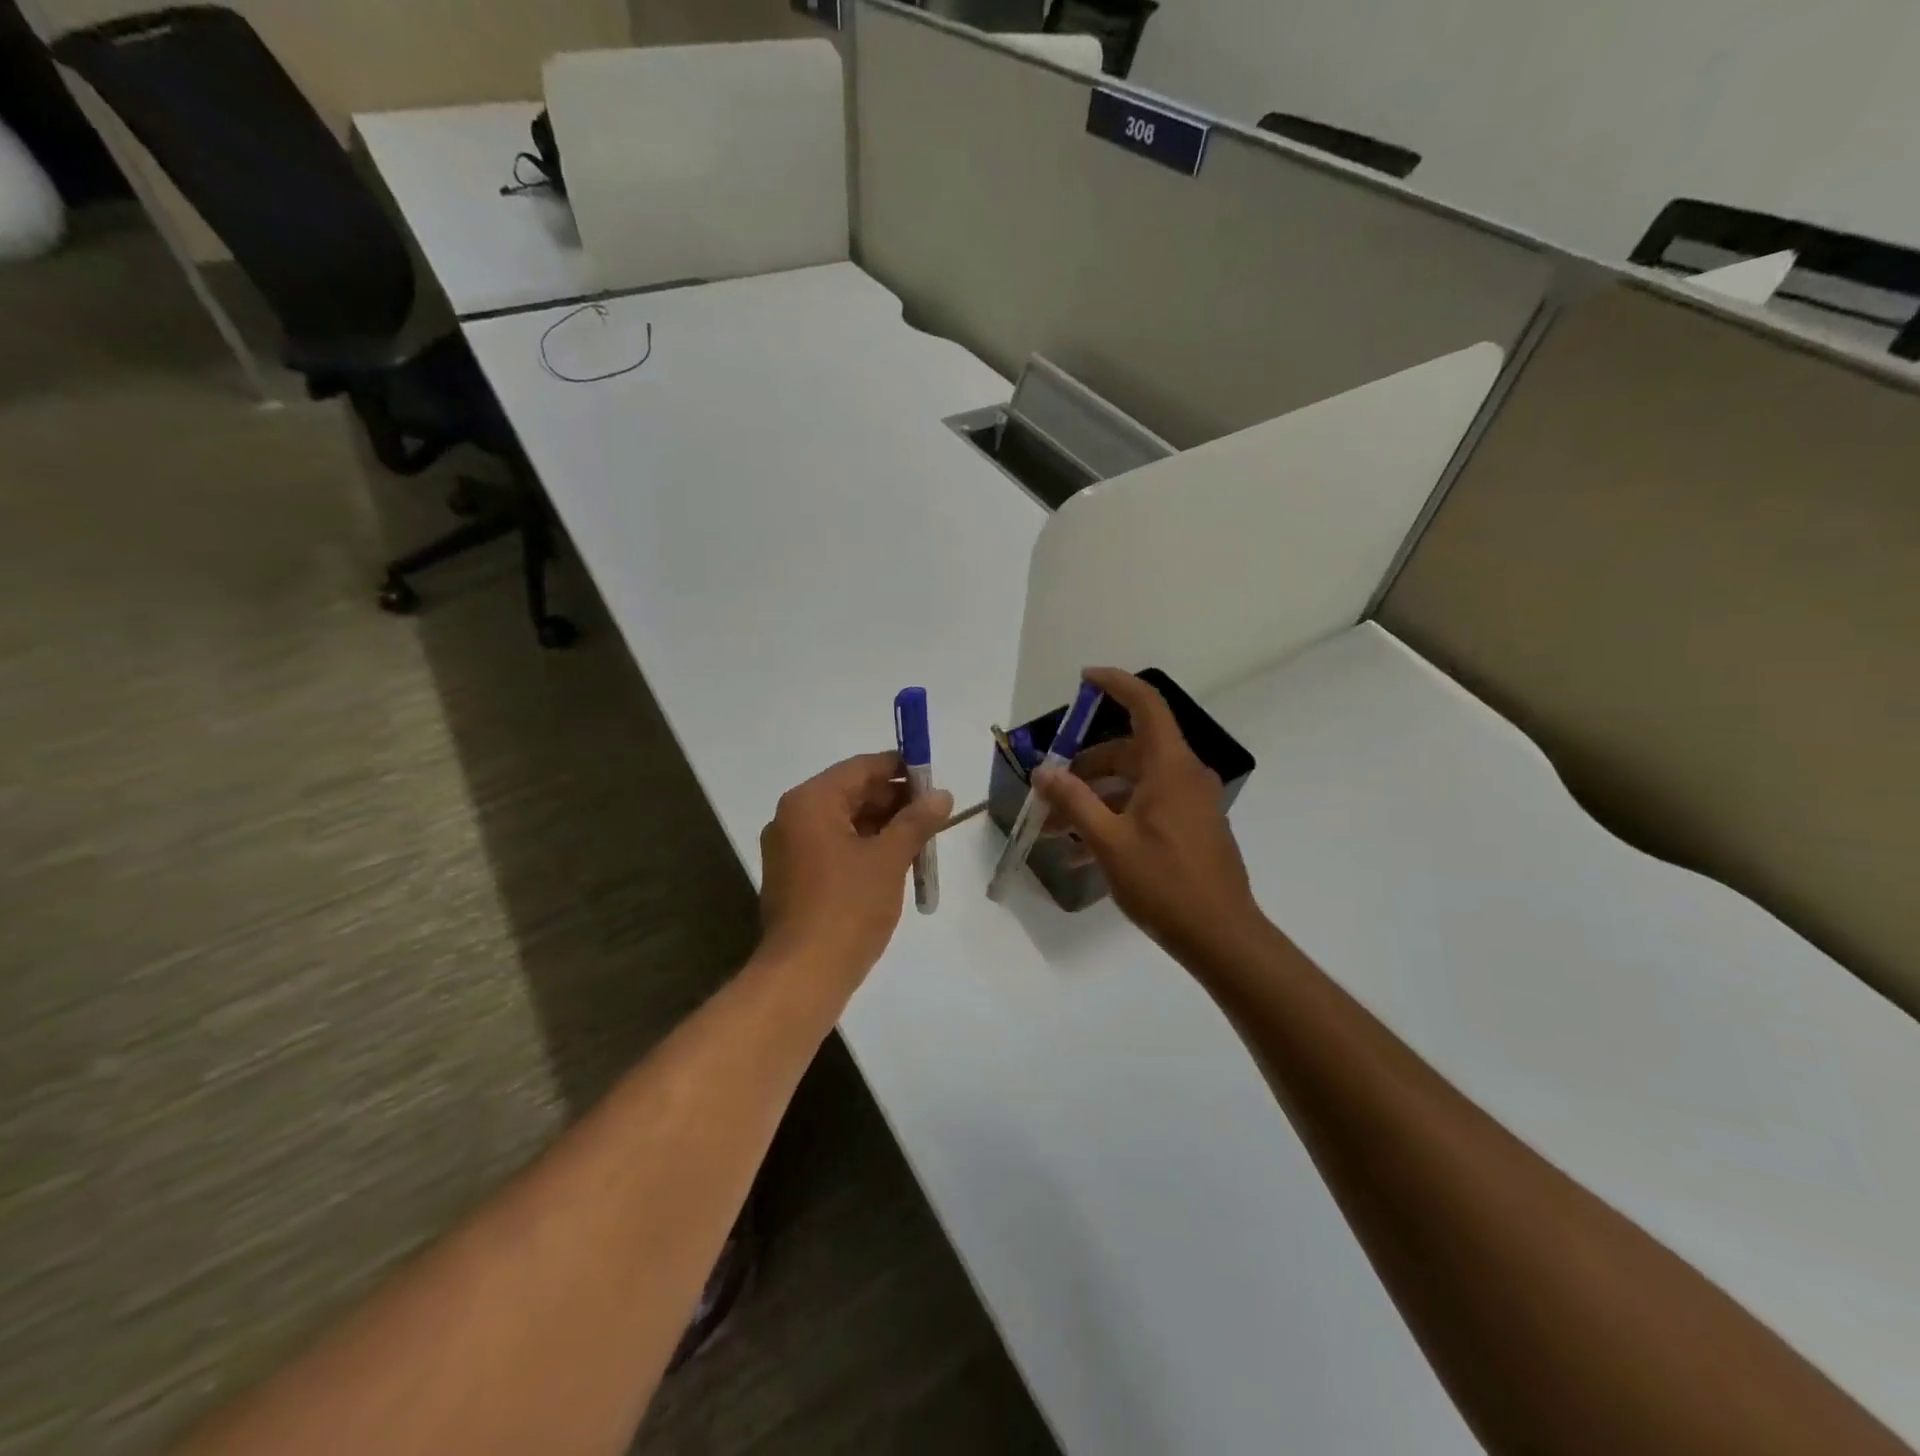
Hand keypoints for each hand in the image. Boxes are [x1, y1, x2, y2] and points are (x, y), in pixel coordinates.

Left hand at [758, 752, 952, 986]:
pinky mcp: (794, 877)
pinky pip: (835, 848)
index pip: (861, 768)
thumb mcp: (890, 859)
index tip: (935, 780)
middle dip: (895, 802)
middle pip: (852, 794)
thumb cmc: (848, 907)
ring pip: (846, 823)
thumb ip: (916, 821)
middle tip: (935, 814)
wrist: (804, 974)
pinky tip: (897, 863)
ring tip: (923, 841)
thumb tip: (942, 795)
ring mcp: (789, 849)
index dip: (901, 770)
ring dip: (884, 828)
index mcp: (810, 802)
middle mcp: (793, 817)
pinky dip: (865, 849)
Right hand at [1034, 669, 1264, 964]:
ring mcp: (1189, 803)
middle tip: (1049, 790)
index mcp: (1169, 767)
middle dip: (1084, 767)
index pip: (1146, 705)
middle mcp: (1183, 775)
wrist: (1221, 936)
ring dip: (1093, 800)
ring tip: (1054, 831)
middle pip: (1128, 750)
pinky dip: (1113, 818)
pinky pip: (1144, 807)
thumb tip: (1043, 772)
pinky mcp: (1189, 827)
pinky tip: (1081, 853)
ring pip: (1132, 783)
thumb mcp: (1109, 842)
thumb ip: (1074, 802)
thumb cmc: (1164, 883)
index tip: (1084, 679)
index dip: (1115, 684)